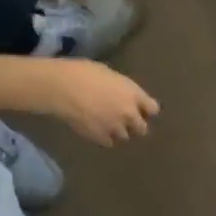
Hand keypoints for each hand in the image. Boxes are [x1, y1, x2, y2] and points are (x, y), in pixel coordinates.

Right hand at [41, 58, 159, 144]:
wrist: (62, 88)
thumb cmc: (82, 73)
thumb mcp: (108, 74)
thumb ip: (121, 88)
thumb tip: (121, 94)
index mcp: (133, 94)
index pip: (153, 109)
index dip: (147, 110)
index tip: (142, 110)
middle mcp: (129, 114)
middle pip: (142, 129)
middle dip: (136, 126)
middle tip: (125, 122)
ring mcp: (116, 128)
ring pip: (125, 137)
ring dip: (119, 132)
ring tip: (107, 126)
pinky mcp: (102, 138)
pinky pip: (109, 142)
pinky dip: (104, 138)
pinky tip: (96, 131)